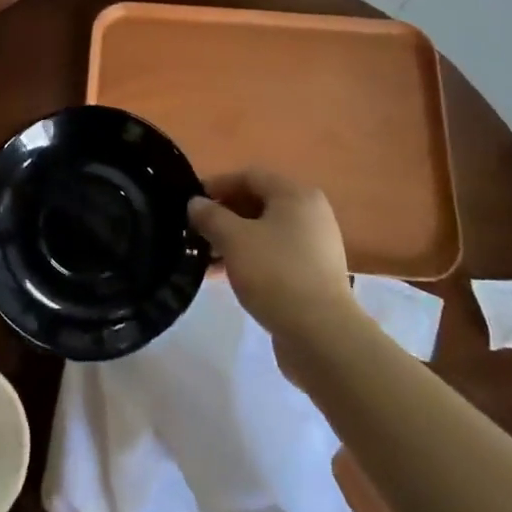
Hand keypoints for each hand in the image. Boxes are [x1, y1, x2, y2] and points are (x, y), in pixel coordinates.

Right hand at [189, 169, 351, 345]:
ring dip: (233, 240)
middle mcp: (310, 213)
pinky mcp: (314, 275)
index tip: (190, 203)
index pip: (249, 176)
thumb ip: (210, 216)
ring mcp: (315, 246)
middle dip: (224, 216)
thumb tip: (196, 203)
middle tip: (195, 231)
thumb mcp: (233, 240)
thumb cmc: (275, 273)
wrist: (322, 335)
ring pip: (265, 232)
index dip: (217, 185)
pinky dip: (250, 259)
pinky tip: (226, 276)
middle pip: (258, 203)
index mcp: (295, 195)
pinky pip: (275, 255)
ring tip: (204, 258)